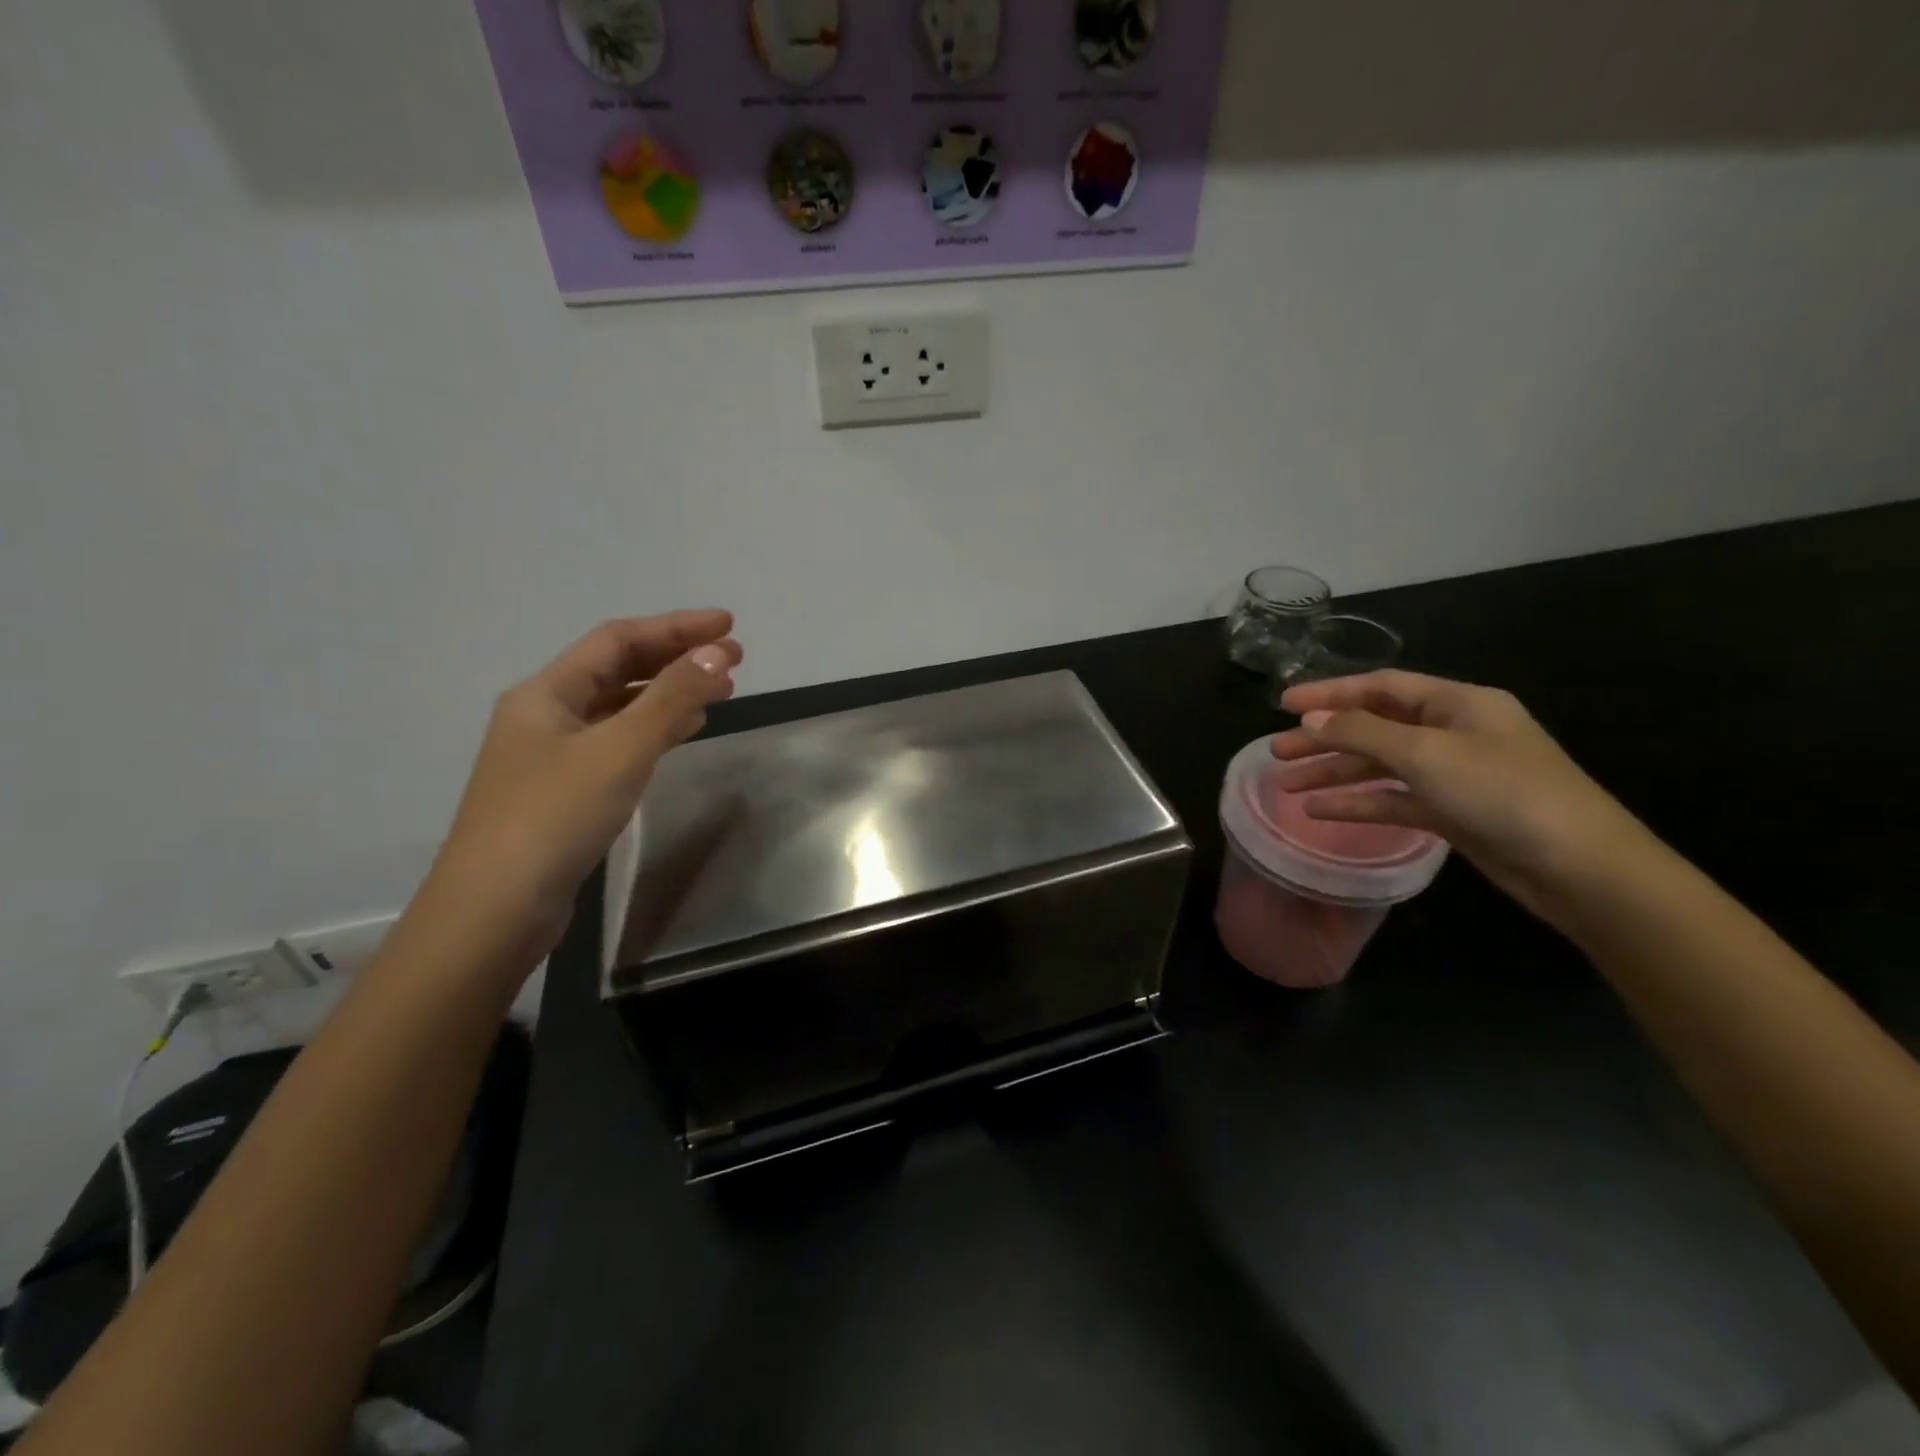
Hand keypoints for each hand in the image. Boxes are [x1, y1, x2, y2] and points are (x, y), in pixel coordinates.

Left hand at [420, 611, 741, 965]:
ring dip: (669, 693)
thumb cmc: (554, 818)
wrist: (495, 911)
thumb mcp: (620, 751)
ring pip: (619, 708)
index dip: (675, 627)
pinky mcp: (565, 792)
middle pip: (617, 670)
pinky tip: (682, 733)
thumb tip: (718, 655)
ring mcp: (552, 756)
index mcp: (546, 693)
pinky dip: (654, 730)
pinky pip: (617, 742)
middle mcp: (545, 716)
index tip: (728, 626)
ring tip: (720, 692)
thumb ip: (671, 700)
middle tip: (733, 660)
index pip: (617, 640)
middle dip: (676, 659)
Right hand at [1269, 671, 1649, 920]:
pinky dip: (1358, 803)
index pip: (1380, 687)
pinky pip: (1394, 799)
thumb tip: (1310, 719)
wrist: (1580, 868)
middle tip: (1276, 751)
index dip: (1329, 692)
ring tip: (1287, 785)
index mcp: (1457, 704)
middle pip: (1374, 726)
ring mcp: (1453, 774)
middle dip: (1324, 738)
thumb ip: (1362, 733)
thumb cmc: (1504, 793)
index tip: (1283, 704)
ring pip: (1380, 766)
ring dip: (1334, 773)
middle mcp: (1453, 732)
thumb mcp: (1427, 754)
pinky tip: (1319, 811)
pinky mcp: (1452, 812)